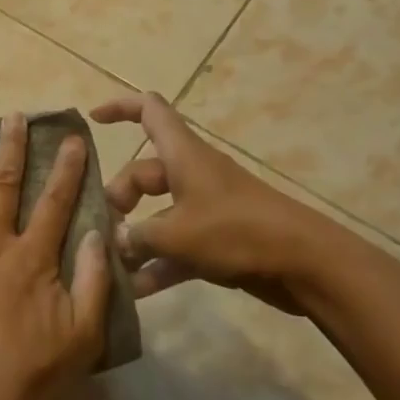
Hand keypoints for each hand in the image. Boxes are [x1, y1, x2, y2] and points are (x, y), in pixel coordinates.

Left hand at [0, 113, 111, 399]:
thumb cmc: (32, 375)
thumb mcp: (84, 336)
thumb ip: (95, 281)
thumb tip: (100, 233)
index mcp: (32, 257)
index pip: (55, 201)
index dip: (66, 168)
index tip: (70, 138)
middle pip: (3, 184)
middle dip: (10, 146)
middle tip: (12, 115)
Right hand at [89, 92, 359, 312]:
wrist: (307, 265)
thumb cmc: (237, 232)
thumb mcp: (177, 234)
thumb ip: (138, 236)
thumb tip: (115, 239)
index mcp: (183, 155)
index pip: (149, 111)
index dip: (120, 108)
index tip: (93, 120)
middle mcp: (192, 174)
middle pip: (144, 173)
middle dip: (120, 197)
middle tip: (103, 228)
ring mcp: (206, 208)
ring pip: (159, 213)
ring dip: (136, 237)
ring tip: (110, 264)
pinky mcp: (218, 239)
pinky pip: (177, 246)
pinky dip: (159, 264)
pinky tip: (137, 291)